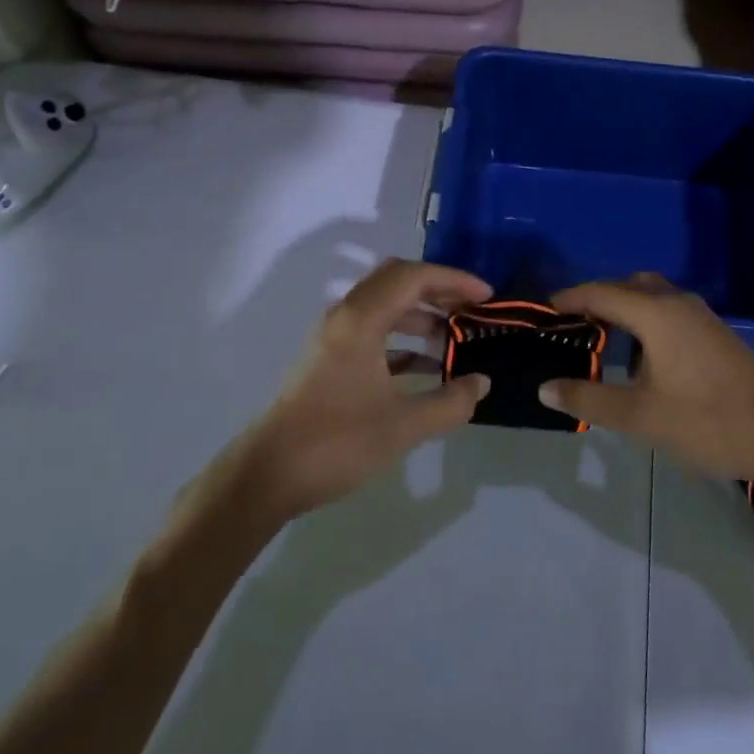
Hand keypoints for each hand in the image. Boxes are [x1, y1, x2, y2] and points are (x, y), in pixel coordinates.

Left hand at [232, 260, 492, 520]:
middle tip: (471, 309)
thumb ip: (450, 402)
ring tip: (453, 339)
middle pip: (396, 281)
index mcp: (361, 319)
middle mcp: (345, 317)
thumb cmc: (336, 443)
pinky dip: (402, 339)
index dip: (454, 280)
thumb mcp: (403, 426)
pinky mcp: (328, 360)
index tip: (487, 297)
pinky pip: (373, 332)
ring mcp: (333, 338)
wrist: (266, 476)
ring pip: (384, 307)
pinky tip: (425, 366)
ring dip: (420, 315)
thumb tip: (481, 382)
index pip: (414, 277)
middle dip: (438, 290)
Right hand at [537, 274, 753, 482]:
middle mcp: (677, 303)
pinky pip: (667, 310)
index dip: (569, 299)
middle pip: (627, 286)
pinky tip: (639, 356)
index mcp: (656, 313)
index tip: (542, 310)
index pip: (600, 293)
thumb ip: (589, 398)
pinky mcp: (714, 332)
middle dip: (596, 298)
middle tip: (569, 324)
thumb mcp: (639, 415)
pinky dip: (644, 319)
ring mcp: (700, 316)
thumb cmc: (705, 420)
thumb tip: (544, 388)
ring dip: (623, 308)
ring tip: (599, 338)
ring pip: (651, 296)